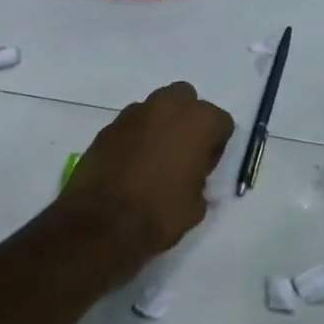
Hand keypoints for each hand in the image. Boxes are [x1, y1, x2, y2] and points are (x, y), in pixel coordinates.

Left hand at [55, 82, 234, 276]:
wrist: (102, 224)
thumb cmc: (160, 213)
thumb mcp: (197, 204)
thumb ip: (200, 179)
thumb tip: (191, 176)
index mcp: (199, 122)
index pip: (221, 122)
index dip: (215, 145)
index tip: (206, 165)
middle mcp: (168, 107)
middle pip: (186, 99)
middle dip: (187, 119)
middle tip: (183, 150)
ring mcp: (134, 113)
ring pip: (156, 107)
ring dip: (159, 124)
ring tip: (154, 156)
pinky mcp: (108, 126)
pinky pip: (131, 124)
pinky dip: (135, 136)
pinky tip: (131, 163)